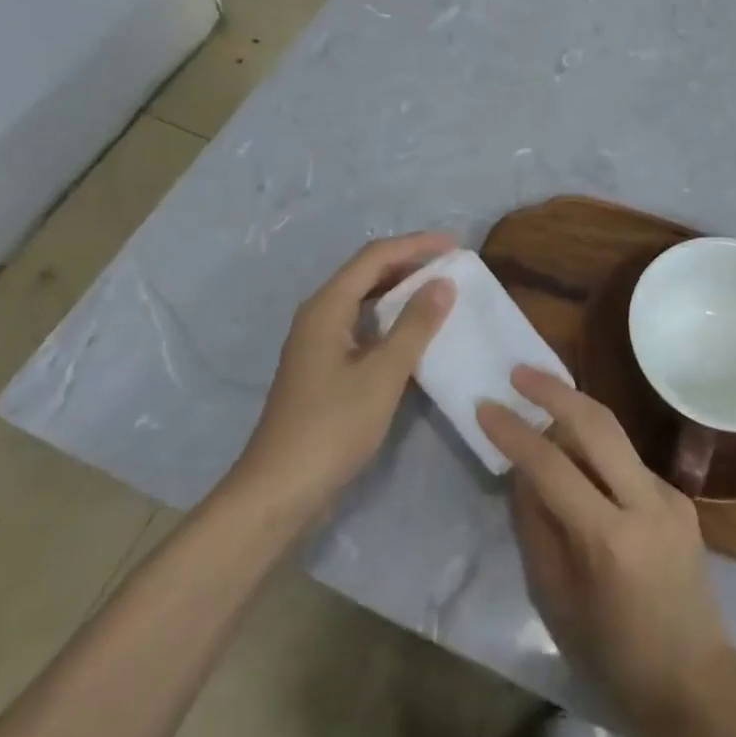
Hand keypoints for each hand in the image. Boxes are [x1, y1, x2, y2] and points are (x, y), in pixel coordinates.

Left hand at [233, 232, 456, 515]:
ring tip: (441, 294)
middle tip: (452, 267)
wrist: (279, 491)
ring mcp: (319, 343)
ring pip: (365, 301)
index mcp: (327, 307)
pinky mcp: (324, 368)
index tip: (455, 245)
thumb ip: (415, 326)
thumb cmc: (332, 427)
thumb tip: (443, 283)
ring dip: (402, 292)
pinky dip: (392, 321)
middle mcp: (319, 315)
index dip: (416, 245)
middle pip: (368, 273)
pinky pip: (363, 327)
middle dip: (410, 264)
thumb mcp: (383, 374)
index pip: (375, 257)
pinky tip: (416, 336)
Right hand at [478, 368, 735, 733]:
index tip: (485, 406)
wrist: (695, 681)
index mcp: (608, 539)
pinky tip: (579, 465)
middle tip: (520, 371)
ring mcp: (670, 496)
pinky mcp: (680, 498)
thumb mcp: (555, 600)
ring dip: (576, 413)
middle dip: (555, 389)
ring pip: (615, 434)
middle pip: (597, 423)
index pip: (552, 467)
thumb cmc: (613, 655)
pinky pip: (628, 461)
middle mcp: (645, 503)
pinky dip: (597, 452)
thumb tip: (521, 471)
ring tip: (540, 403)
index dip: (514, 433)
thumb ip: (535, 527)